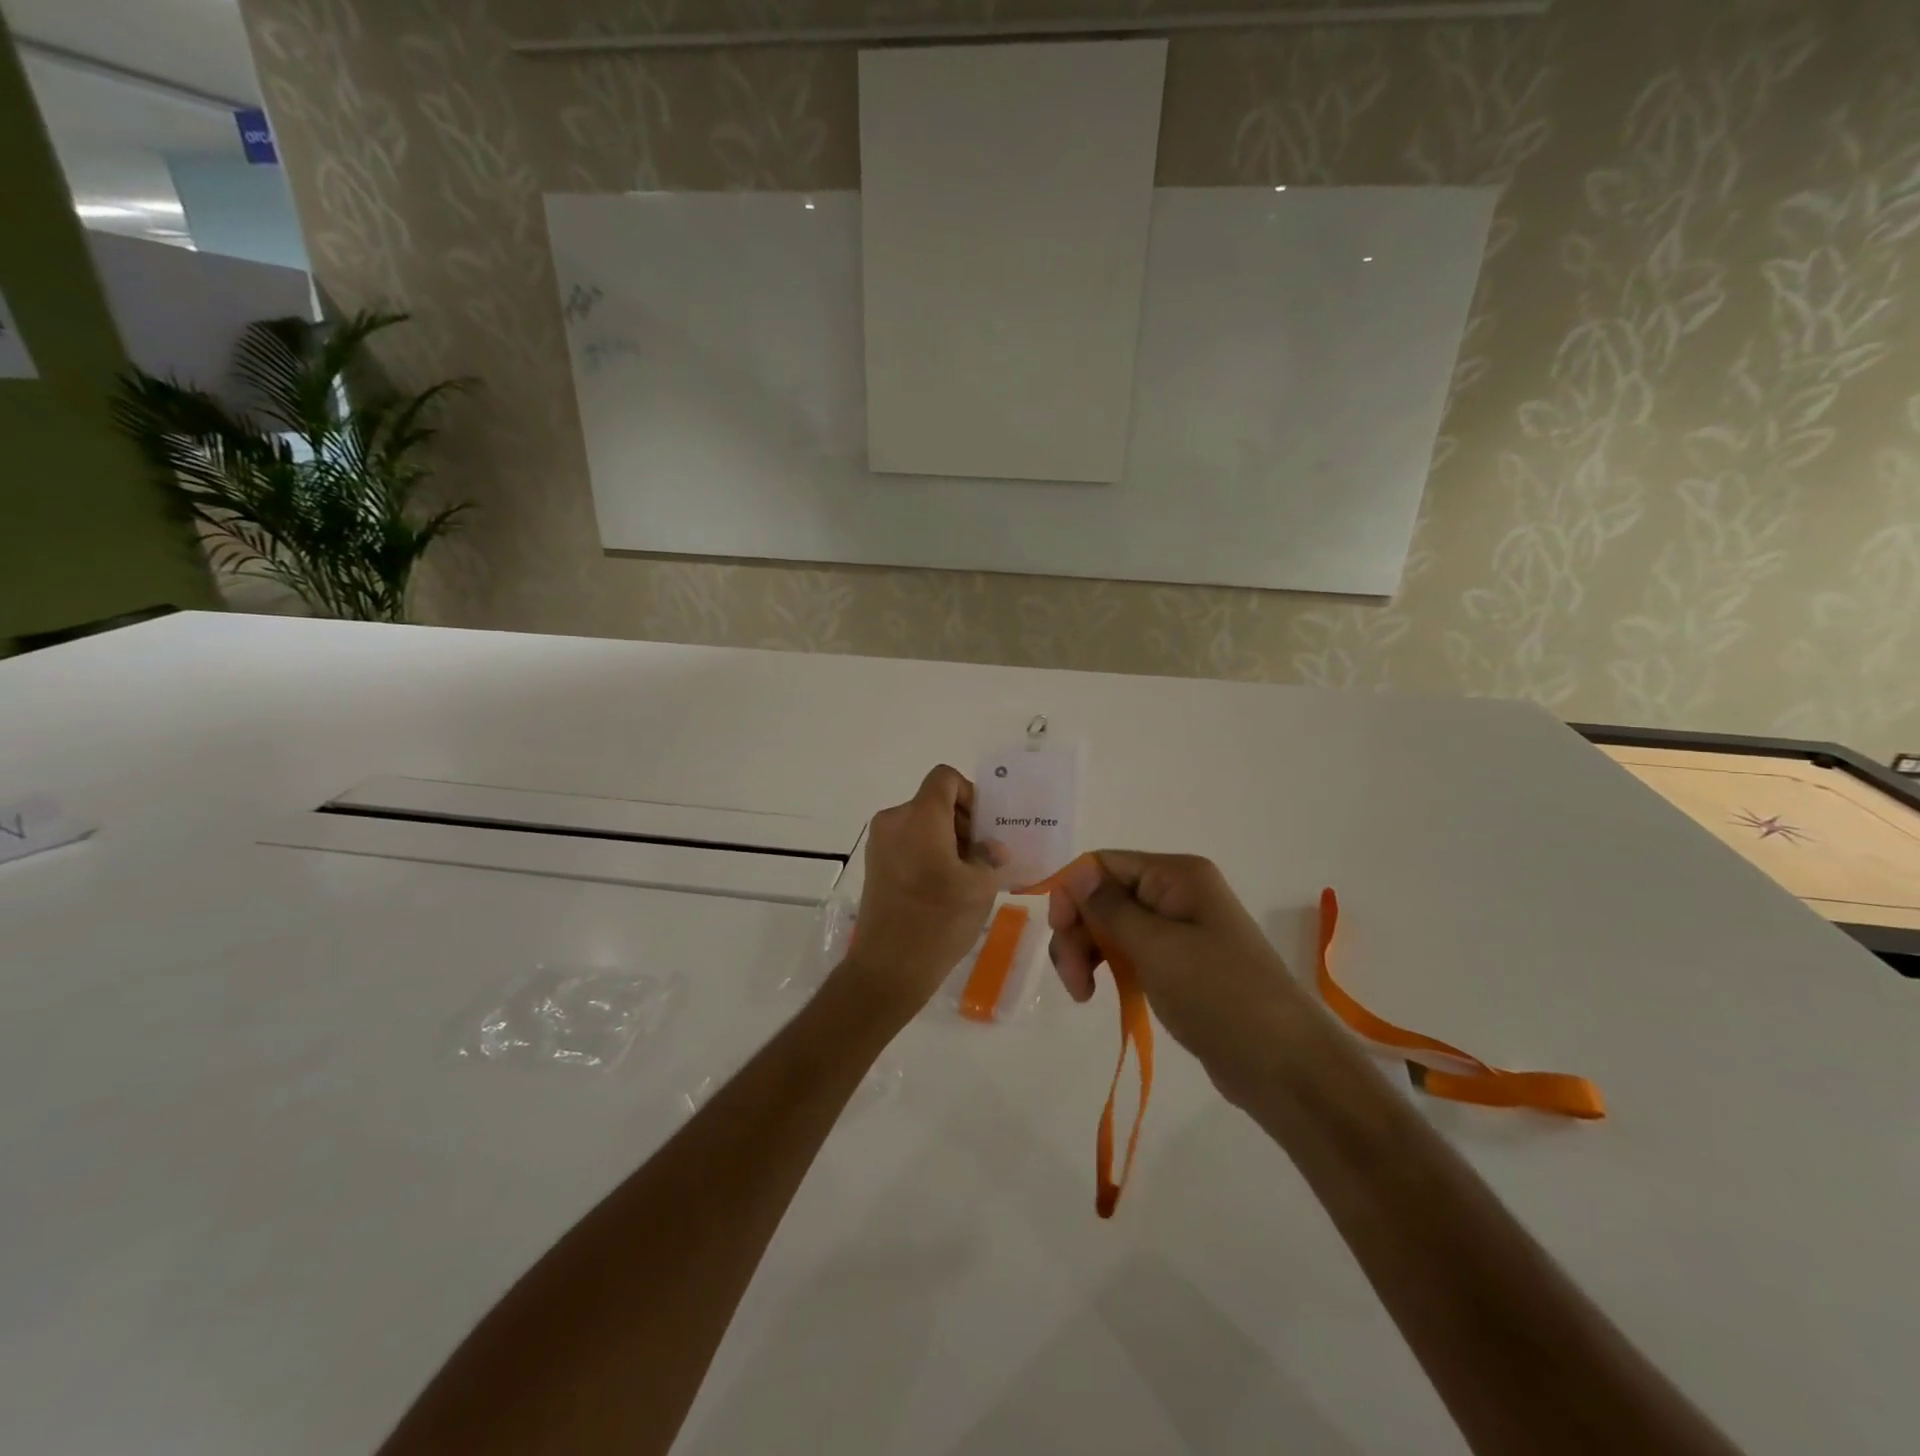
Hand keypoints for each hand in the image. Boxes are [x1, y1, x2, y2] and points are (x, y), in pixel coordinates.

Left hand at [839, 766, 1006, 1017]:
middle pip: (934, 802)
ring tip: (968, 876)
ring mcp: (880, 844)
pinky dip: (929, 854)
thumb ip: (989, 856)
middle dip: (963, 822)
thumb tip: (991, 848)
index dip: (970, 794)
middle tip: (985, 856)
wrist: (888, 968)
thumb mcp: (980, 886)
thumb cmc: (939, 921)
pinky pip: (908, 843)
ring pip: (922, 824)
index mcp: (920, 817)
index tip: (984, 828)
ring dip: (948, 840)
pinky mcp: (875, 865)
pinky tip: (945, 887)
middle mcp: (894, 821)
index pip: (944, 778)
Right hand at [1046, 851, 1321, 1104]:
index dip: (1072, 893)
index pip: (1102, 865)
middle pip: (1103, 896)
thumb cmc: (1219, 994)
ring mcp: (1178, 931)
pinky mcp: (1178, 965)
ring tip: (1083, 994)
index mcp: (1176, 876)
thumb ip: (1109, 907)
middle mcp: (1176, 893)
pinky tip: (1099, 994)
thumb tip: (1077, 874)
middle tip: (1073, 979)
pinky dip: (1108, 969)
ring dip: (1087, 953)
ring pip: (1111, 927)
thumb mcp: (1156, 947)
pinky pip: (1129, 953)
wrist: (1283, 1064)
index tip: (1060, 934)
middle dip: (1078, 931)